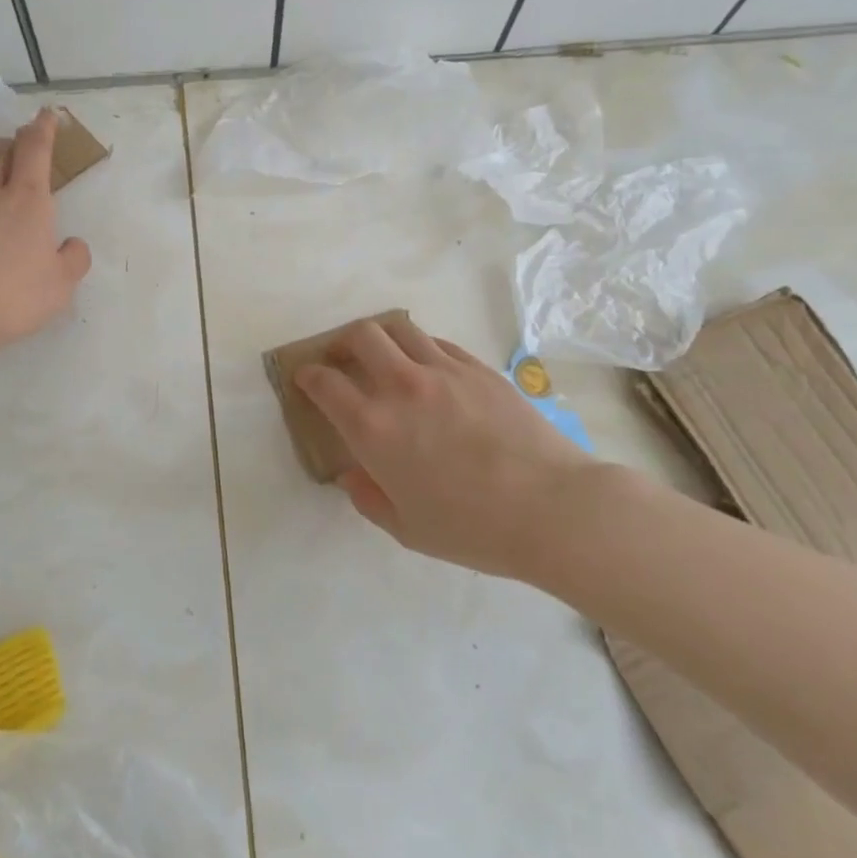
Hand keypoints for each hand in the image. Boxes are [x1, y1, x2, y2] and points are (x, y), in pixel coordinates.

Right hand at [295, 318, 601, 579]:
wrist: (551, 508)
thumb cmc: (472, 528)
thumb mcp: (406, 528)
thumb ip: (368, 498)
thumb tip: (351, 475)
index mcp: (373, 428)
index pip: (325, 383)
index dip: (308, 376)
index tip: (305, 377)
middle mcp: (402, 387)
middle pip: (360, 336)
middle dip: (341, 341)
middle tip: (342, 358)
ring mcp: (443, 371)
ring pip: (400, 329)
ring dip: (381, 337)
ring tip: (384, 355)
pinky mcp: (478, 369)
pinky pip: (438, 343)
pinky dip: (421, 348)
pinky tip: (428, 368)